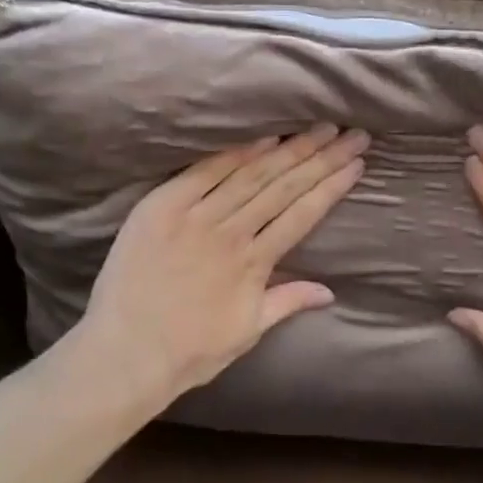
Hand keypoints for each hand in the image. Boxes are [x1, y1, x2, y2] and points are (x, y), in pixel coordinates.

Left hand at [79, 126, 368, 403]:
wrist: (125, 354)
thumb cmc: (189, 351)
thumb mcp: (247, 332)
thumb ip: (287, 302)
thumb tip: (330, 291)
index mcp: (254, 264)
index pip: (303, 215)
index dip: (331, 187)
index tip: (357, 164)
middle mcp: (230, 233)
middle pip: (284, 187)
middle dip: (321, 158)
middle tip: (352, 133)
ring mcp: (195, 217)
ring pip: (251, 174)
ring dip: (288, 150)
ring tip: (318, 129)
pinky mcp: (161, 207)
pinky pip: (204, 172)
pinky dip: (236, 153)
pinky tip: (264, 137)